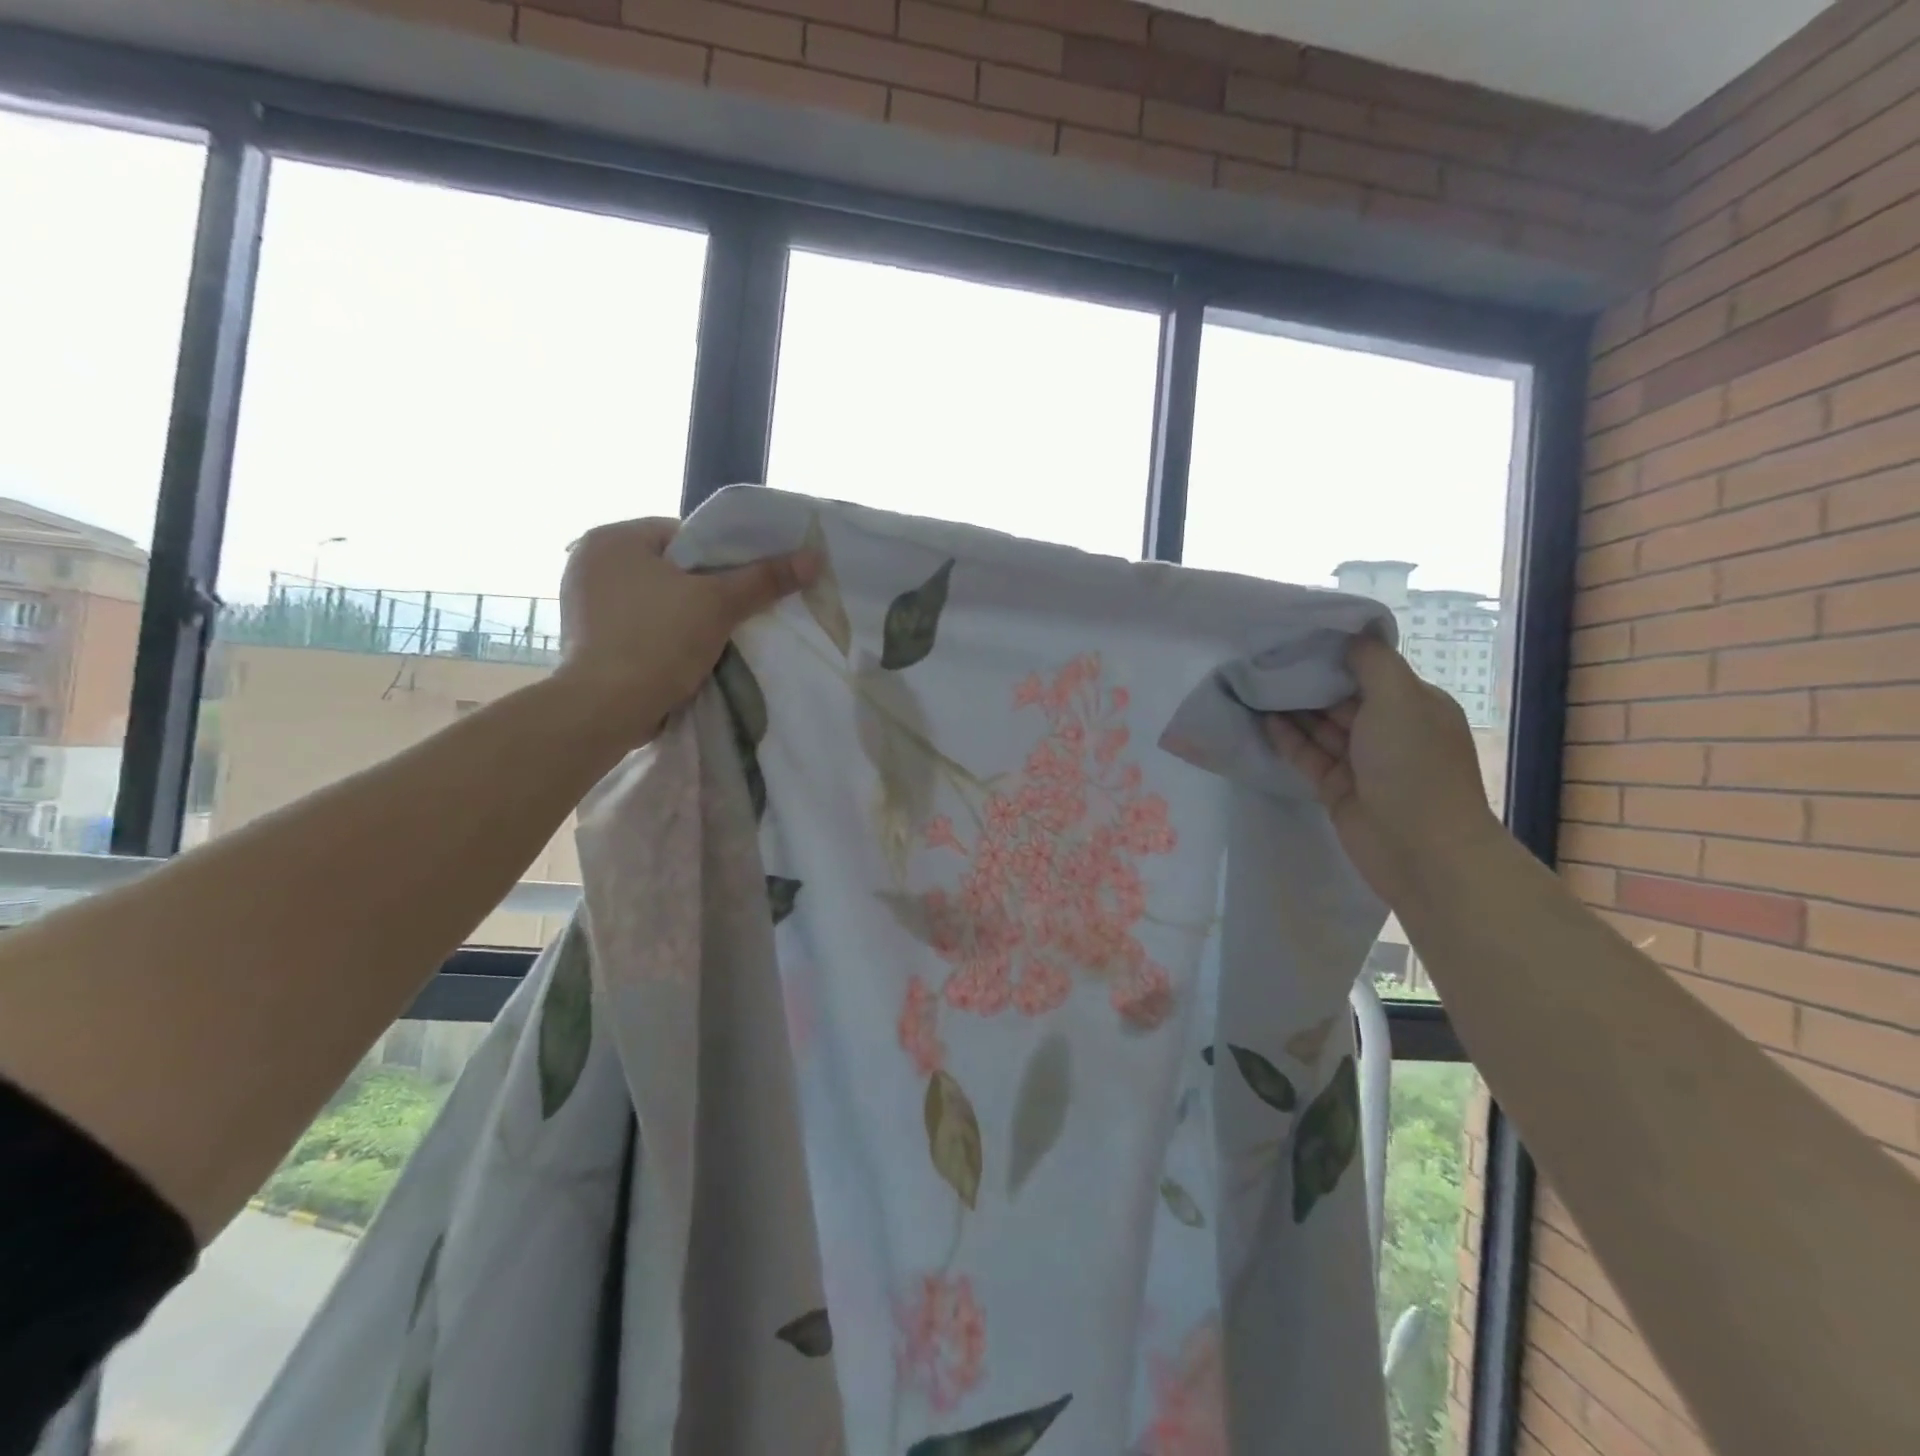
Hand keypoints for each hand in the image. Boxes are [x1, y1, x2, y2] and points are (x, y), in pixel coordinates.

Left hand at [554, 517, 817, 744]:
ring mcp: (583, 603)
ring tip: (716, 635)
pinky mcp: (586, 639)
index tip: (745, 584)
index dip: (722, 558)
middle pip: (669, 568)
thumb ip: (765, 578)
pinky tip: (685, 653)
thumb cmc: (658, 641)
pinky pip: (638, 625)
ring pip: (654, 599)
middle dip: (703, 589)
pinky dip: (662, 636)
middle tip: (736, 611)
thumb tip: (813, 557)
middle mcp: (589, 561)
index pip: (683, 535)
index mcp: (612, 538)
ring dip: (684, 615)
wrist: (607, 708)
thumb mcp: (719, 604)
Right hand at [1263, 634, 1505, 908]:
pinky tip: (1263, 720)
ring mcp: (1361, 761)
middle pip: (1341, 697)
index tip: (1296, 636)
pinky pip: (1308, 756)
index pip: (1371, 670)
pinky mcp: (1336, 788)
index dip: (1336, 654)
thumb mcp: (1400, 700)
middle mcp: (1388, 730)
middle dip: (1309, 680)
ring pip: (1321, 727)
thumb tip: (1349, 635)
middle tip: (1264, 659)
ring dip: (1293, 708)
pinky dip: (1288, 739)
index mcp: (1413, 705)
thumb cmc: (1414, 766)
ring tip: (1254, 685)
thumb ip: (1372, 663)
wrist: (1420, 849)